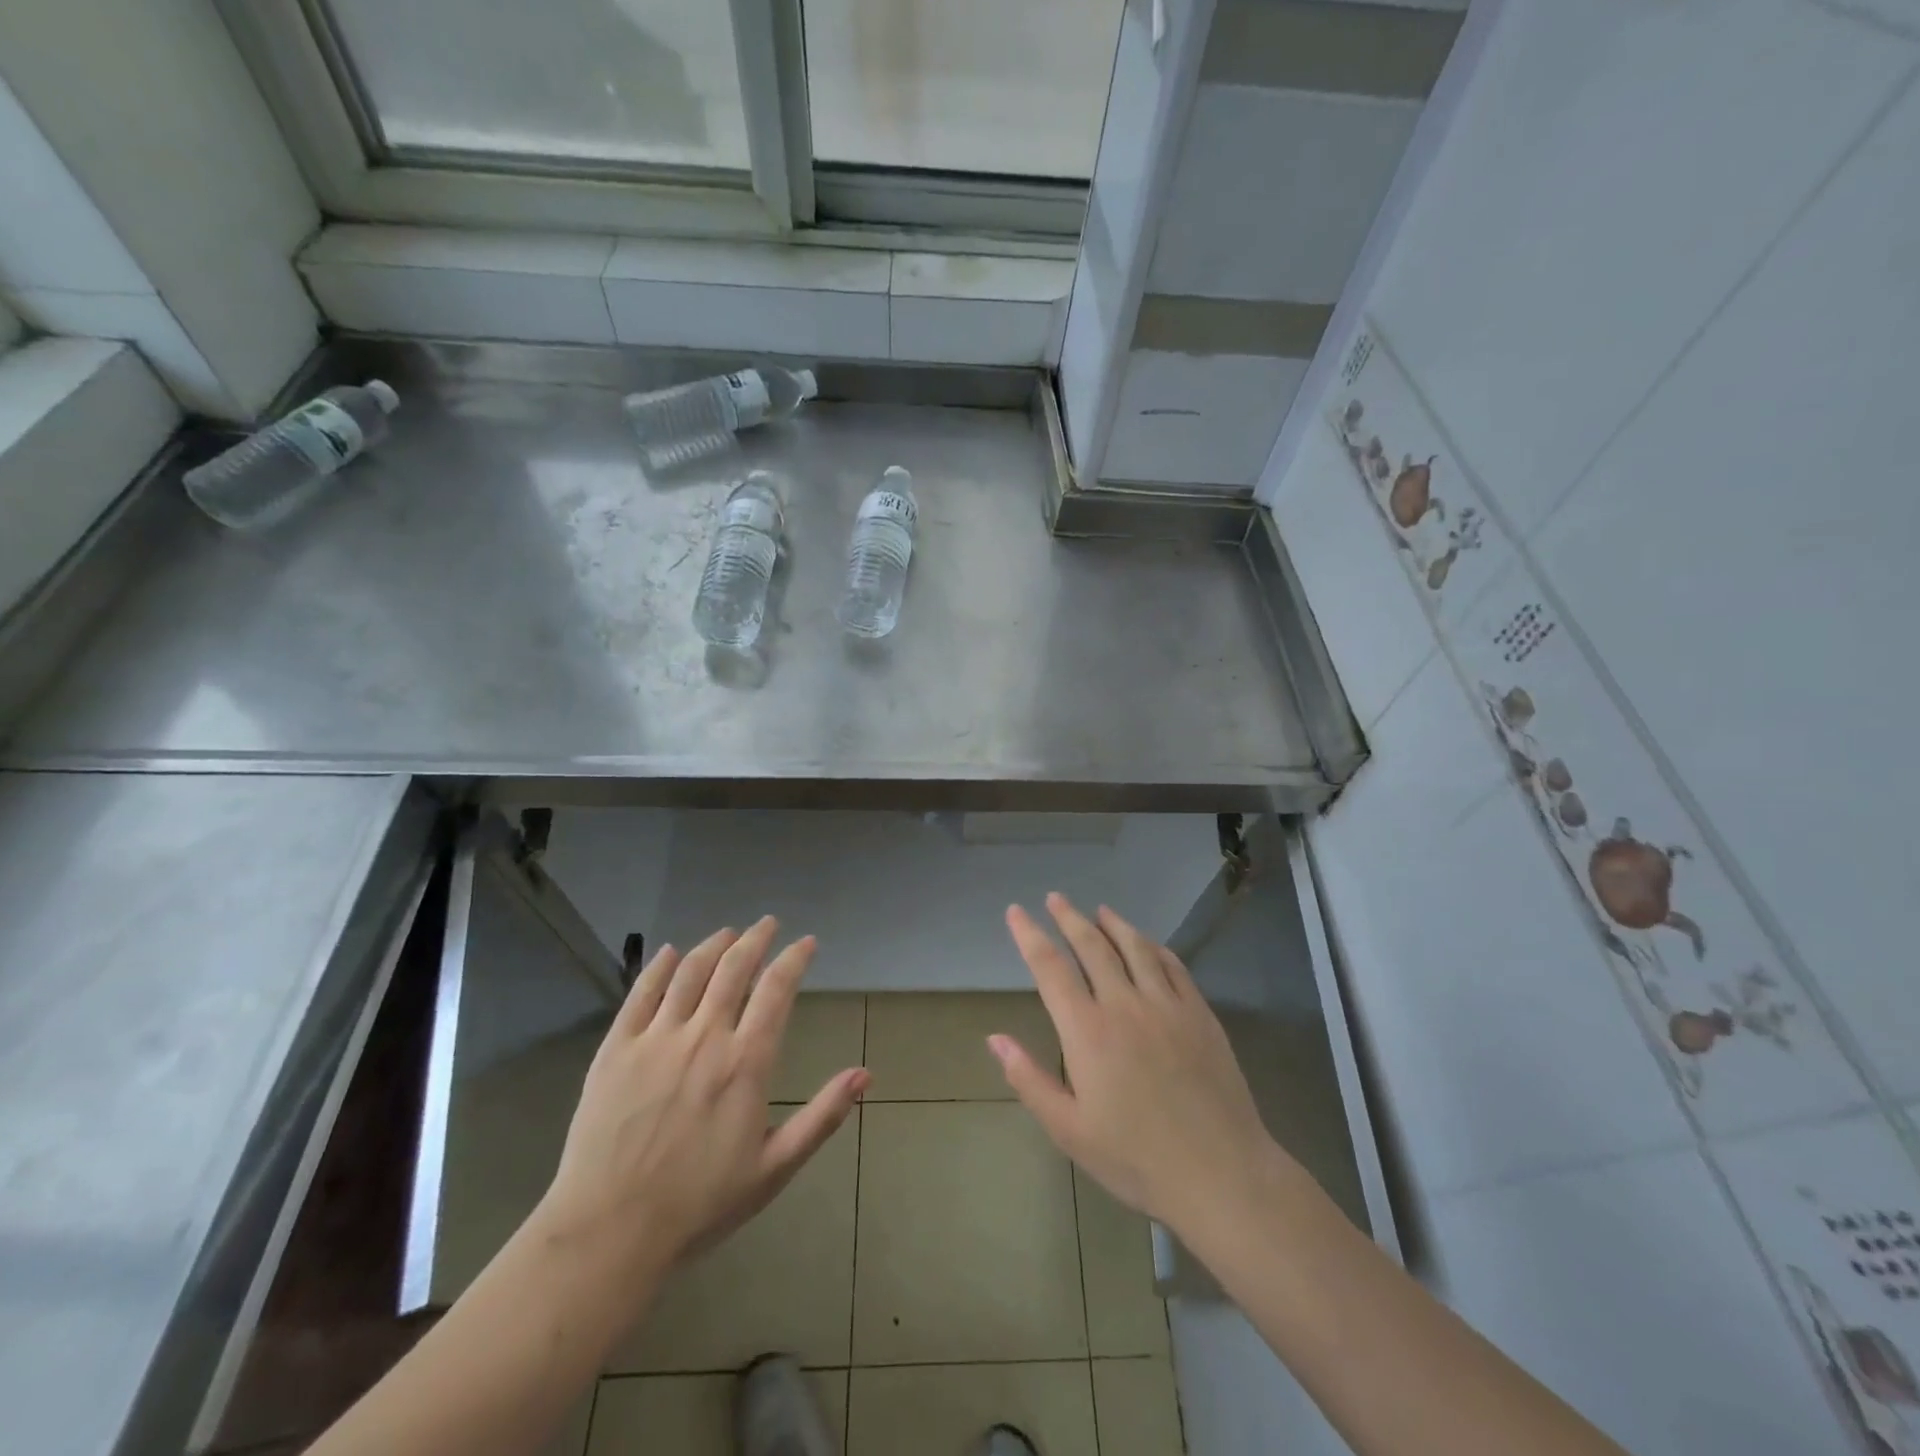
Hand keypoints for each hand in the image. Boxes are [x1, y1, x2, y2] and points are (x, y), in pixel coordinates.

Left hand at [536, 917, 868, 1287]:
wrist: (609, 1234)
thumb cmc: (699, 1205)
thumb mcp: (774, 1167)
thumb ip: (822, 1116)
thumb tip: (865, 1074)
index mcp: (745, 1062)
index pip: (777, 990)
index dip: (794, 959)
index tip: (807, 943)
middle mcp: (704, 1037)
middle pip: (734, 968)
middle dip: (756, 938)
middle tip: (768, 924)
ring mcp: (656, 1039)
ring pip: (691, 972)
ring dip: (714, 944)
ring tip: (728, 933)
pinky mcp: (616, 1048)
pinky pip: (641, 993)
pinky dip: (660, 966)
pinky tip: (671, 952)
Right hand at [991, 893, 1296, 1240]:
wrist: (1220, 1173)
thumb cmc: (1135, 1158)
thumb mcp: (1069, 1130)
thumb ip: (1029, 1079)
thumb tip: (994, 1038)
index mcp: (1086, 1031)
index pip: (1050, 968)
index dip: (1029, 935)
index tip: (1016, 912)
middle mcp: (1124, 1004)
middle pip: (1091, 946)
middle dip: (1069, 918)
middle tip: (1056, 898)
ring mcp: (1166, 1004)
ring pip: (1134, 947)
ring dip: (1113, 924)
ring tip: (1099, 910)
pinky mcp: (1199, 1013)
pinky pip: (1172, 966)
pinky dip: (1154, 947)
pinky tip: (1148, 943)